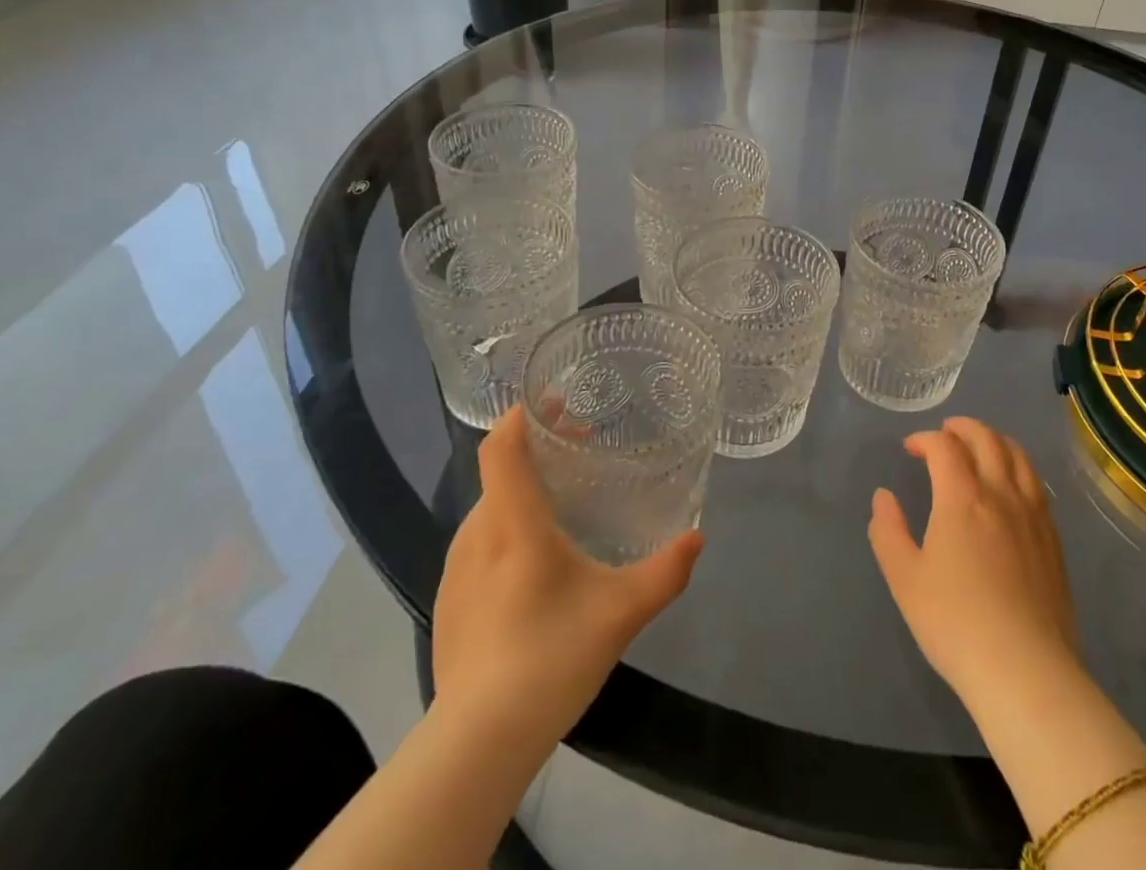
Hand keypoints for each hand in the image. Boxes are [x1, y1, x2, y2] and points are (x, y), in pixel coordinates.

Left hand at [430, 406, 702, 738]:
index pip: (502, 448)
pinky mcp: (447, 602)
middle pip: (500, 473)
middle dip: (537, 451)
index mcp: (513, 524)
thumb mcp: (621, 612)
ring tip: (562, 507)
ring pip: (490, 509)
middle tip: (579, 451)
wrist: (477, 743)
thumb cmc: (550, 658)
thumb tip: (698, 537)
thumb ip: (665, 572)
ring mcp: (455, 570)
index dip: (523, 416)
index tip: (554, 401)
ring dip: (522, 492)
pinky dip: (506, 529)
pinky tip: (534, 566)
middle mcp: (477, 535)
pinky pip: (479, 544)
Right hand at [868, 418, 1079, 709]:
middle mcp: (1001, 494)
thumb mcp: (904, 579)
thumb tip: (884, 497)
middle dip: (962, 427)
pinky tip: (1010, 486)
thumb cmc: (955, 622)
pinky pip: (1037, 484)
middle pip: (986, 439)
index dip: (924, 439)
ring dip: (994, 440)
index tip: (910, 449)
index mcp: (962, 497)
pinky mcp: (1053, 539)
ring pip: (1018, 455)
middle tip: (945, 433)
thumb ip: (888, 531)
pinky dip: (1018, 467)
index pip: (944, 446)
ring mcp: (1033, 515)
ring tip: (980, 447)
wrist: (1025, 671)